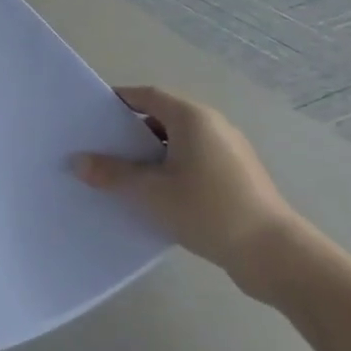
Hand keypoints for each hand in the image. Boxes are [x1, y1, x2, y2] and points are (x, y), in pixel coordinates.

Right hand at [74, 87, 306, 297]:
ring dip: (150, 154)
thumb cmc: (208, 210)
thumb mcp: (151, 192)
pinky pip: (193, 161)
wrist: (273, 254)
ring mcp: (228, 151)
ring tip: (122, 175)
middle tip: (99, 147)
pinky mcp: (236, 177)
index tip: (91, 115)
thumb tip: (77, 161)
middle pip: (162, 117)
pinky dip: (170, 169)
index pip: (147, 95)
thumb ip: (112, 174)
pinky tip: (154, 195)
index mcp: (192, 118)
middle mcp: (212, 126)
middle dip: (130, 131)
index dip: (118, 101)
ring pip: (178, 142)